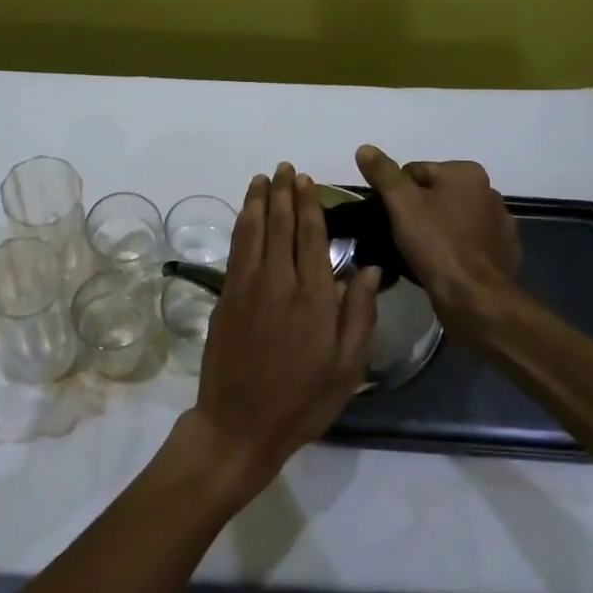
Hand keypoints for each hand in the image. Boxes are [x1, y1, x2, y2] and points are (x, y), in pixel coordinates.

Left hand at [186, 164, 379, 502]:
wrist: (240, 423)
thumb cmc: (302, 400)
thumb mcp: (347, 367)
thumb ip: (358, 314)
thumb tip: (366, 267)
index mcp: (314, 298)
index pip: (311, 237)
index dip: (308, 205)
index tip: (306, 181)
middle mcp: (279, 282)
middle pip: (281, 226)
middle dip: (283, 194)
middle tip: (284, 169)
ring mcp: (247, 287)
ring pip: (254, 231)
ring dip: (258, 202)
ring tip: (262, 179)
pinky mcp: (225, 296)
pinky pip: (235, 249)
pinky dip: (241, 225)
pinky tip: (246, 214)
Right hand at [355, 145, 521, 310]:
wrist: (474, 297)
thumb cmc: (436, 244)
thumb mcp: (401, 204)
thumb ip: (383, 173)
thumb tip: (365, 148)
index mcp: (467, 173)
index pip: (415, 172)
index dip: (396, 195)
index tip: (391, 218)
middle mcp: (489, 191)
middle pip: (435, 194)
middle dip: (417, 211)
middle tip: (401, 236)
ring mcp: (500, 224)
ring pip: (452, 218)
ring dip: (436, 229)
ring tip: (419, 252)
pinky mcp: (504, 251)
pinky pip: (468, 241)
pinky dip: (454, 247)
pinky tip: (442, 264)